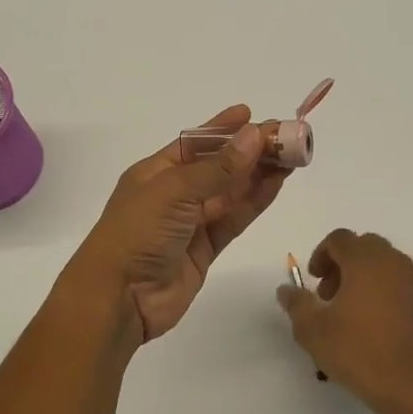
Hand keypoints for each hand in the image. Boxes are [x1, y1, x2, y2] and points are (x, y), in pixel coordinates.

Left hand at [68, 105, 289, 345]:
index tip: (251, 115)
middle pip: (218, 166)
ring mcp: (190, 223)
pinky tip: (276, 184)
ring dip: (259, 174)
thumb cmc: (138, 233)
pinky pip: (234, 219)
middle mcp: (173, 194)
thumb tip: (254, 136)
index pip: (194, 142)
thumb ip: (218, 168)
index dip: (222, 128)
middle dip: (250, 151)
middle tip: (287, 137)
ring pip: (231, 193)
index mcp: (155, 172)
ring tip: (292, 157)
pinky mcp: (205, 250)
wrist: (119, 298)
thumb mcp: (175, 191)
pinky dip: (254, 202)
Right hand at [277, 230, 412, 413]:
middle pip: (368, 248)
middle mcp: (397, 264)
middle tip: (333, 296)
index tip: (314, 280)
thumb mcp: (312, 330)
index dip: (322, 254)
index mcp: (366, 261)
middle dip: (346, 265)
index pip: (340, 238)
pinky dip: (394, 300)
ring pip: (392, 269)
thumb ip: (297, 303)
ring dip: (371, 281)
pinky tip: (386, 331)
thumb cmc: (358, 351)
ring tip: (358, 316)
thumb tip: (286, 290)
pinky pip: (410, 292)